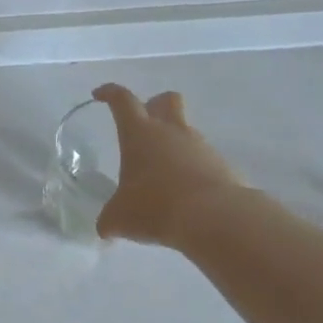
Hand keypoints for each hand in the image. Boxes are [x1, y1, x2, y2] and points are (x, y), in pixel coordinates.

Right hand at [92, 84, 242, 247]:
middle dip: (154, 105)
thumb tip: (106, 229)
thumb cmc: (155, 207)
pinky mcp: (223, 166)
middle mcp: (171, 132)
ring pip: (186, 131)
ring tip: (162, 175)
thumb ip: (109, 220)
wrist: (215, 218)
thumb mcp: (119, 218)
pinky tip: (184, 194)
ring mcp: (201, 146)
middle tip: (143, 125)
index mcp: (139, 134)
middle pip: (166, 100)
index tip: (100, 95)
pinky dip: (192, 170)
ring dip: (174, 144)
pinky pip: (203, 160)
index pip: (122, 100)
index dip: (109, 93)